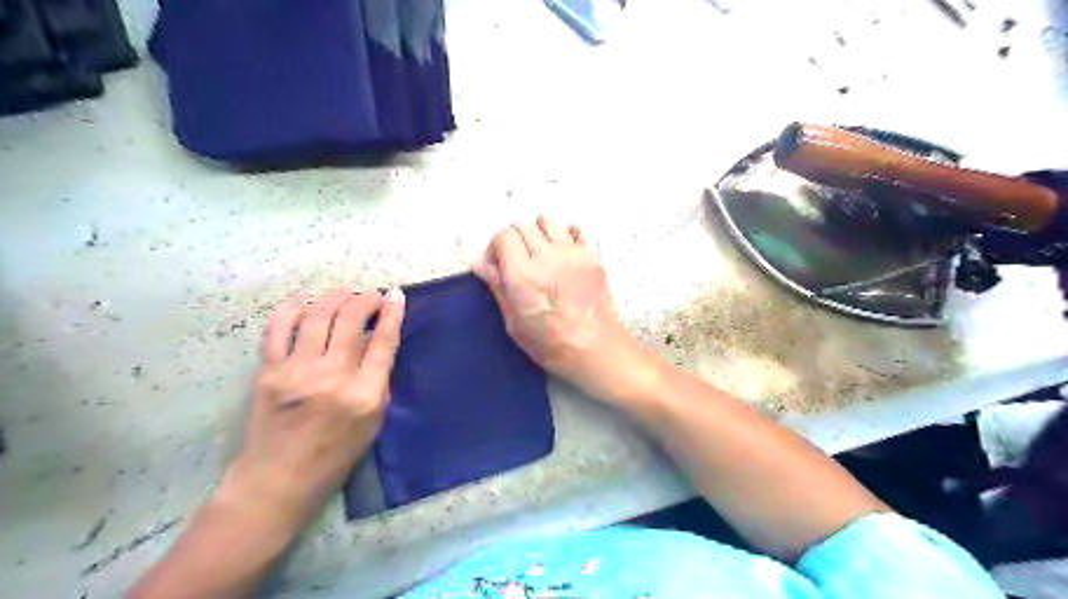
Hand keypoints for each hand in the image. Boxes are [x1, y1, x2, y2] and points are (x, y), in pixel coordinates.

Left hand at [222, 288, 407, 527]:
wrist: (278, 480)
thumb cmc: (335, 454)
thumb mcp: (373, 421)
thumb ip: (377, 379)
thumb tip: (375, 340)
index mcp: (365, 394)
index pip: (383, 341)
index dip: (393, 313)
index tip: (396, 295)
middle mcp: (333, 377)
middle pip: (350, 320)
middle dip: (365, 299)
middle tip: (372, 296)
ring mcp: (297, 372)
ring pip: (318, 316)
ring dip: (334, 297)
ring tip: (345, 294)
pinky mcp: (269, 372)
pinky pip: (278, 328)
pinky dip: (292, 309)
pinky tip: (304, 304)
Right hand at [474, 214, 655, 402]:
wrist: (595, 348)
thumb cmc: (550, 344)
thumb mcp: (514, 322)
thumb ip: (498, 287)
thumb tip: (481, 263)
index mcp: (522, 274)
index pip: (503, 236)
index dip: (496, 248)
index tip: (498, 264)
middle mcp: (545, 256)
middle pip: (523, 225)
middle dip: (516, 239)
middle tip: (519, 260)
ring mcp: (571, 253)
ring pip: (548, 221)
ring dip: (540, 232)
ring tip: (542, 253)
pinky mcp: (591, 255)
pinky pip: (576, 229)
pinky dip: (566, 234)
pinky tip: (564, 252)